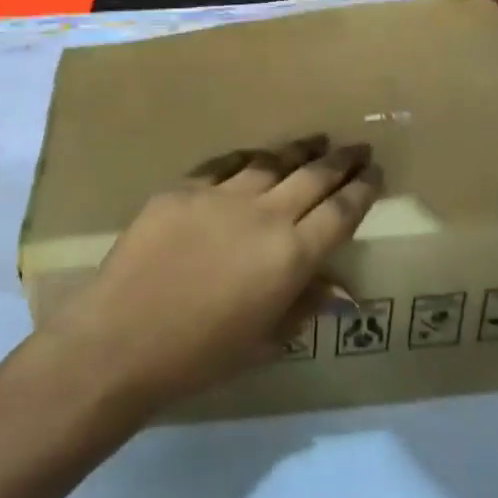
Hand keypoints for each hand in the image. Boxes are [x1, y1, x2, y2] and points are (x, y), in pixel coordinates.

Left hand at [41, 137, 380, 412]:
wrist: (121, 339)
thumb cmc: (199, 356)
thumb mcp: (264, 340)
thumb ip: (304, 306)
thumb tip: (343, 294)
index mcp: (290, 256)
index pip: (340, 212)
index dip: (362, 190)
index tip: (375, 173)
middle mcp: (263, 216)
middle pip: (313, 178)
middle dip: (341, 161)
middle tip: (358, 148)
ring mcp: (221, 196)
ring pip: (271, 163)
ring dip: (298, 151)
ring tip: (316, 141)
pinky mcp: (183, 189)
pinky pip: (223, 165)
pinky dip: (246, 160)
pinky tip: (256, 156)